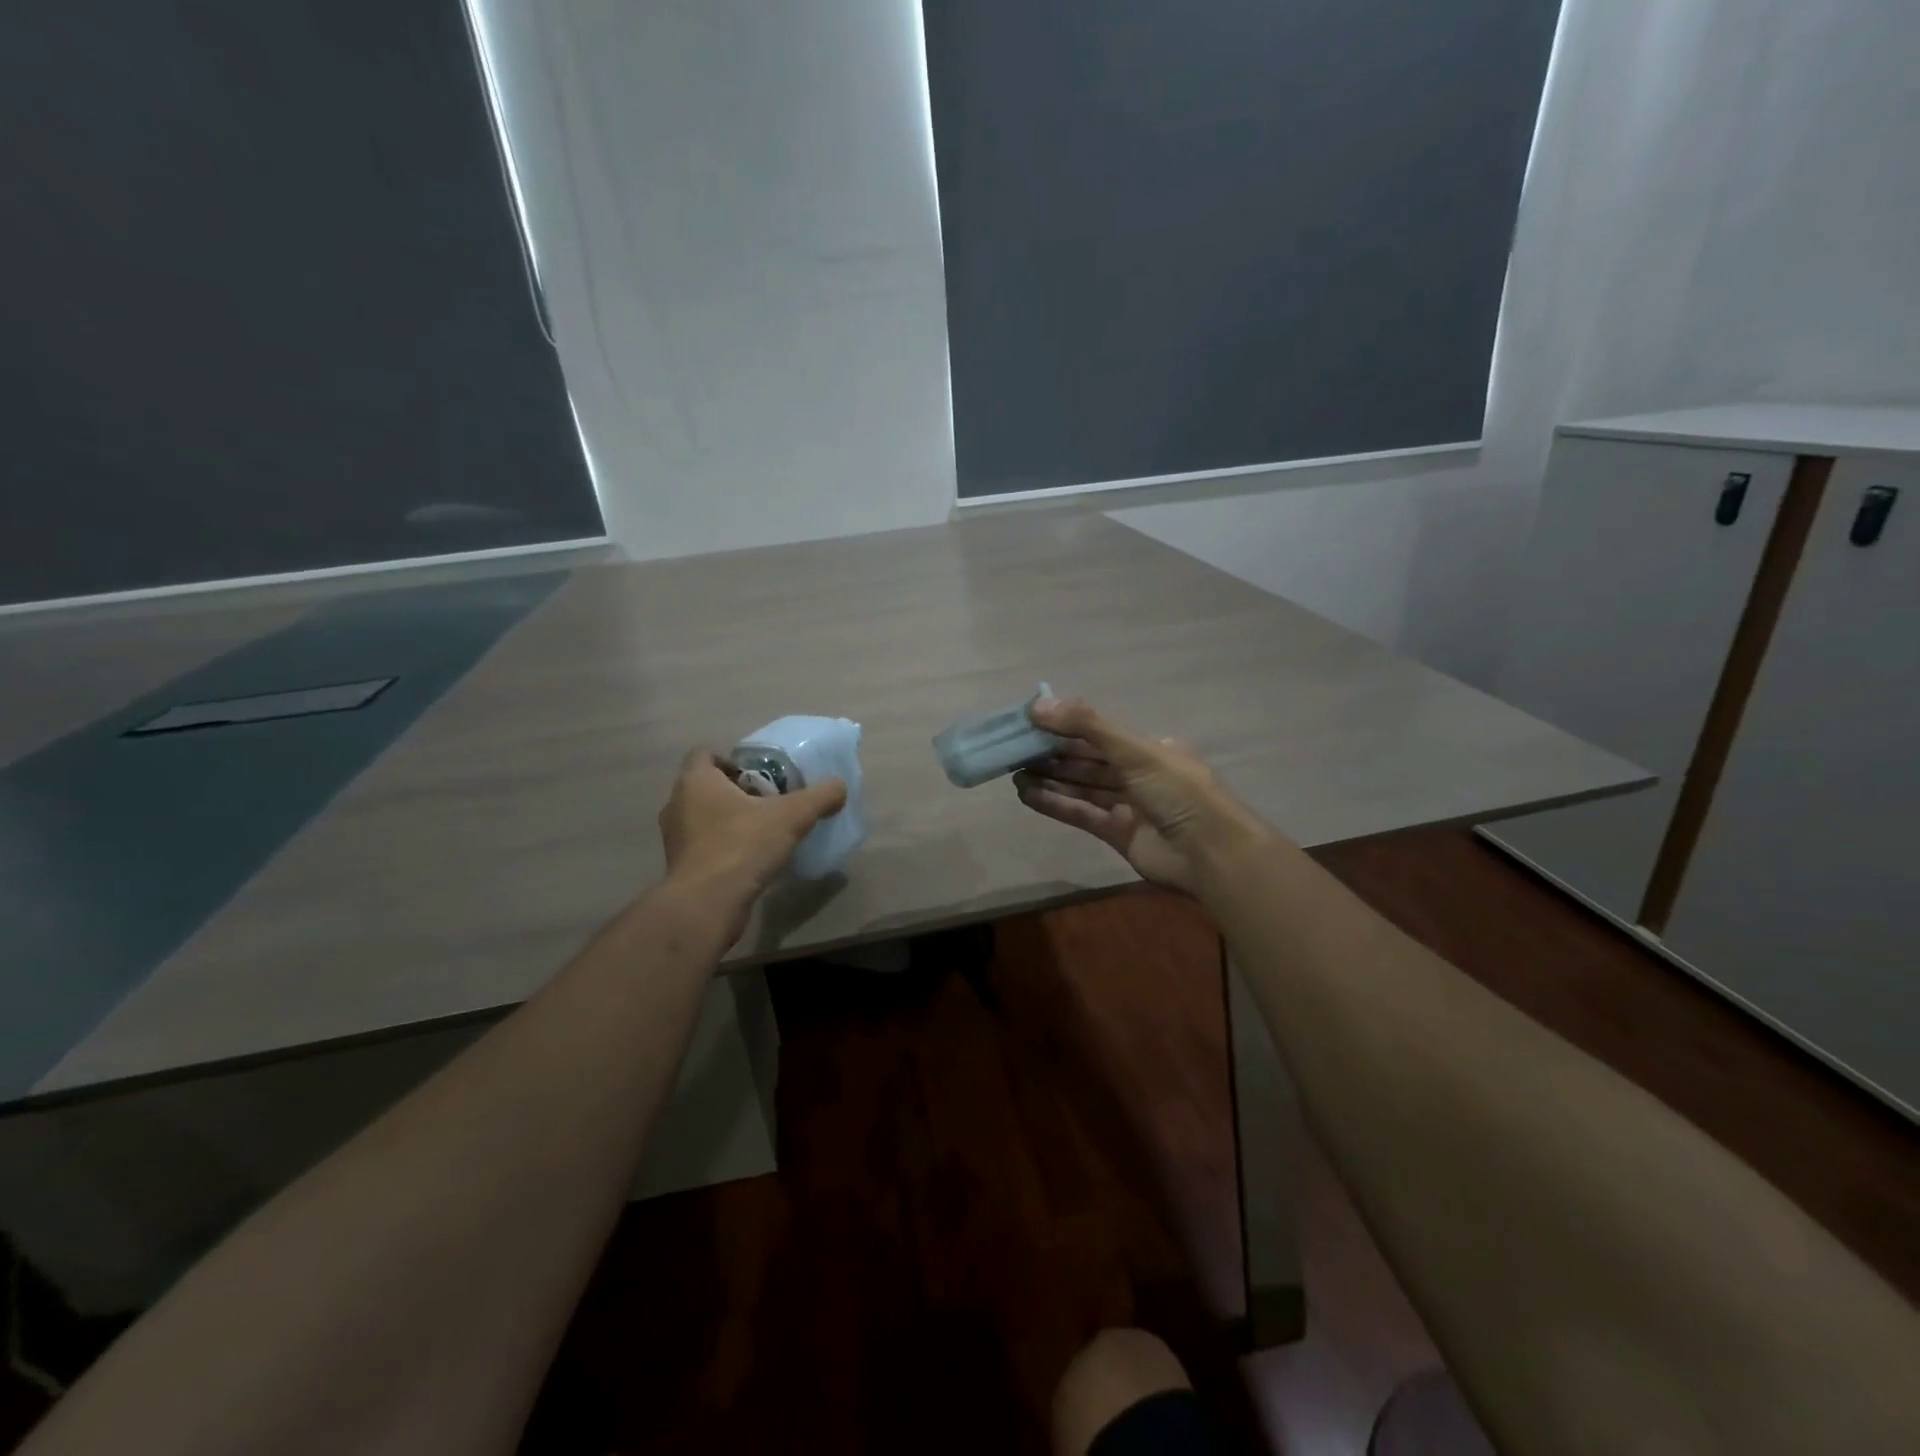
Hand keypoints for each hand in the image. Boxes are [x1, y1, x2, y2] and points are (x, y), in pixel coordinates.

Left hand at [659, 749, 847, 908]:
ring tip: (763, 832)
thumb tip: (839, 787)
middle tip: (769, 802)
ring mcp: (675, 838)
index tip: (759, 776)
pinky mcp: (680, 867)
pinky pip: (705, 846)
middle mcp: (677, 804)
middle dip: (737, 792)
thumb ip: (819, 797)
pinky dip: (724, 847)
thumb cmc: (742, 846)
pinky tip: (751, 860)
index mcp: (695, 781)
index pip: (705, 754)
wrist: (707, 904)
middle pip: (707, 786)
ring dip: (730, 821)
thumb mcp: (792, 816)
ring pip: (705, 818)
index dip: (732, 760)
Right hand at [1014, 698, 1264, 893]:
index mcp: (1149, 749)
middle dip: (1053, 755)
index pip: (1099, 734)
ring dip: (1050, 780)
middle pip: (1088, 761)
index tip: (1031, 723)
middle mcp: (1138, 774)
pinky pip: (1081, 814)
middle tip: (1015, 750)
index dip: (1065, 728)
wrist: (1208, 853)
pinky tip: (1027, 795)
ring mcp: (1128, 806)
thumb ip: (1086, 726)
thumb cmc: (1176, 790)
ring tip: (1014, 772)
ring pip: (1082, 787)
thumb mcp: (1134, 750)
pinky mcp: (1117, 834)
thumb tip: (1037, 705)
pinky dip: (1055, 803)